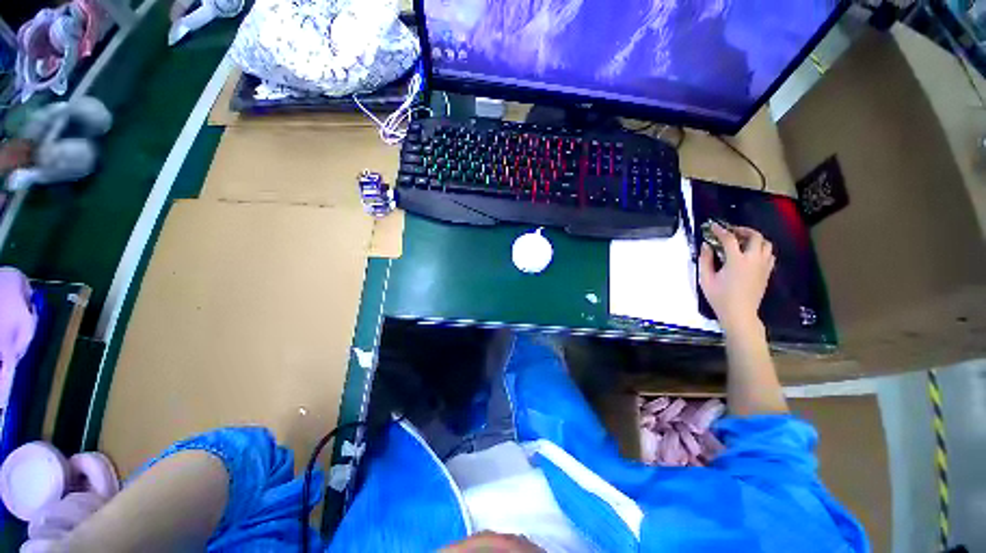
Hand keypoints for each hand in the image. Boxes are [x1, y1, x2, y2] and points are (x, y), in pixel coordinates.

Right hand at [698, 224, 774, 331]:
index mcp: (737, 261)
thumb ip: (705, 260)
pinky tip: (751, 254)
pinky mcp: (767, 273)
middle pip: (755, 236)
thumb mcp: (705, 279)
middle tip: (731, 231)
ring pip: (766, 244)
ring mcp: (763, 266)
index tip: (713, 225)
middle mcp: (754, 260)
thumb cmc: (719, 297)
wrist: (739, 313)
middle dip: (743, 230)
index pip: (730, 239)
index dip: (720, 230)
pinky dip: (761, 250)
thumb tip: (706, 245)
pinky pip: (769, 255)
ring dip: (755, 239)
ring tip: (742, 241)